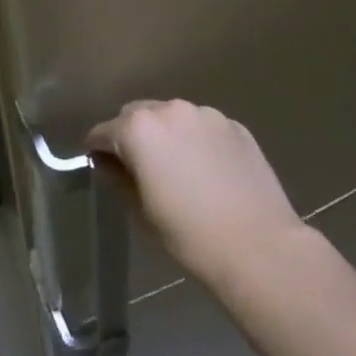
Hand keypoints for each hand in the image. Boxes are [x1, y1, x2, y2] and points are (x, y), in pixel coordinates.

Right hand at [86, 101, 305, 290]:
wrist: (257, 245)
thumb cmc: (190, 235)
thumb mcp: (143, 211)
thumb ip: (121, 178)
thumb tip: (111, 163)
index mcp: (140, 130)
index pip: (105, 130)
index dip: (98, 147)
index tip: (98, 162)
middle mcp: (171, 110)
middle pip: (138, 114)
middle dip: (132, 134)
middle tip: (137, 165)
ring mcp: (206, 114)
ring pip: (174, 116)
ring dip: (167, 134)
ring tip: (176, 166)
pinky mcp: (234, 125)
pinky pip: (204, 126)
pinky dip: (197, 140)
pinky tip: (207, 169)